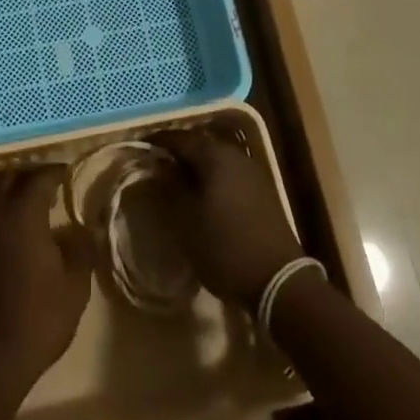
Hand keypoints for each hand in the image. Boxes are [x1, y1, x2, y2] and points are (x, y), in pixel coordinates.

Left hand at [0, 166, 94, 391]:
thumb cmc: (40, 316)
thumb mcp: (75, 284)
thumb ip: (82, 248)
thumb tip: (87, 228)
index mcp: (22, 214)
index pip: (38, 177)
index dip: (55, 171)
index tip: (69, 173)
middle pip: (9, 177)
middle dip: (30, 174)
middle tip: (52, 184)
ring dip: (15, 193)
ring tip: (40, 208)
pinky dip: (6, 215)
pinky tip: (24, 236)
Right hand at [154, 128, 304, 305]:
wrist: (279, 280)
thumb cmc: (226, 248)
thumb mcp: (187, 221)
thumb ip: (171, 188)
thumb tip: (160, 165)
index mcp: (214, 156)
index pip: (180, 139)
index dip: (158, 141)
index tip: (140, 145)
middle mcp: (234, 155)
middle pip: (200, 144)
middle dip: (178, 150)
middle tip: (157, 160)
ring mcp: (251, 171)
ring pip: (216, 157)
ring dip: (196, 163)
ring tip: (177, 176)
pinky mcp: (261, 189)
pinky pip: (229, 171)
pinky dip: (212, 174)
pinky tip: (204, 190)